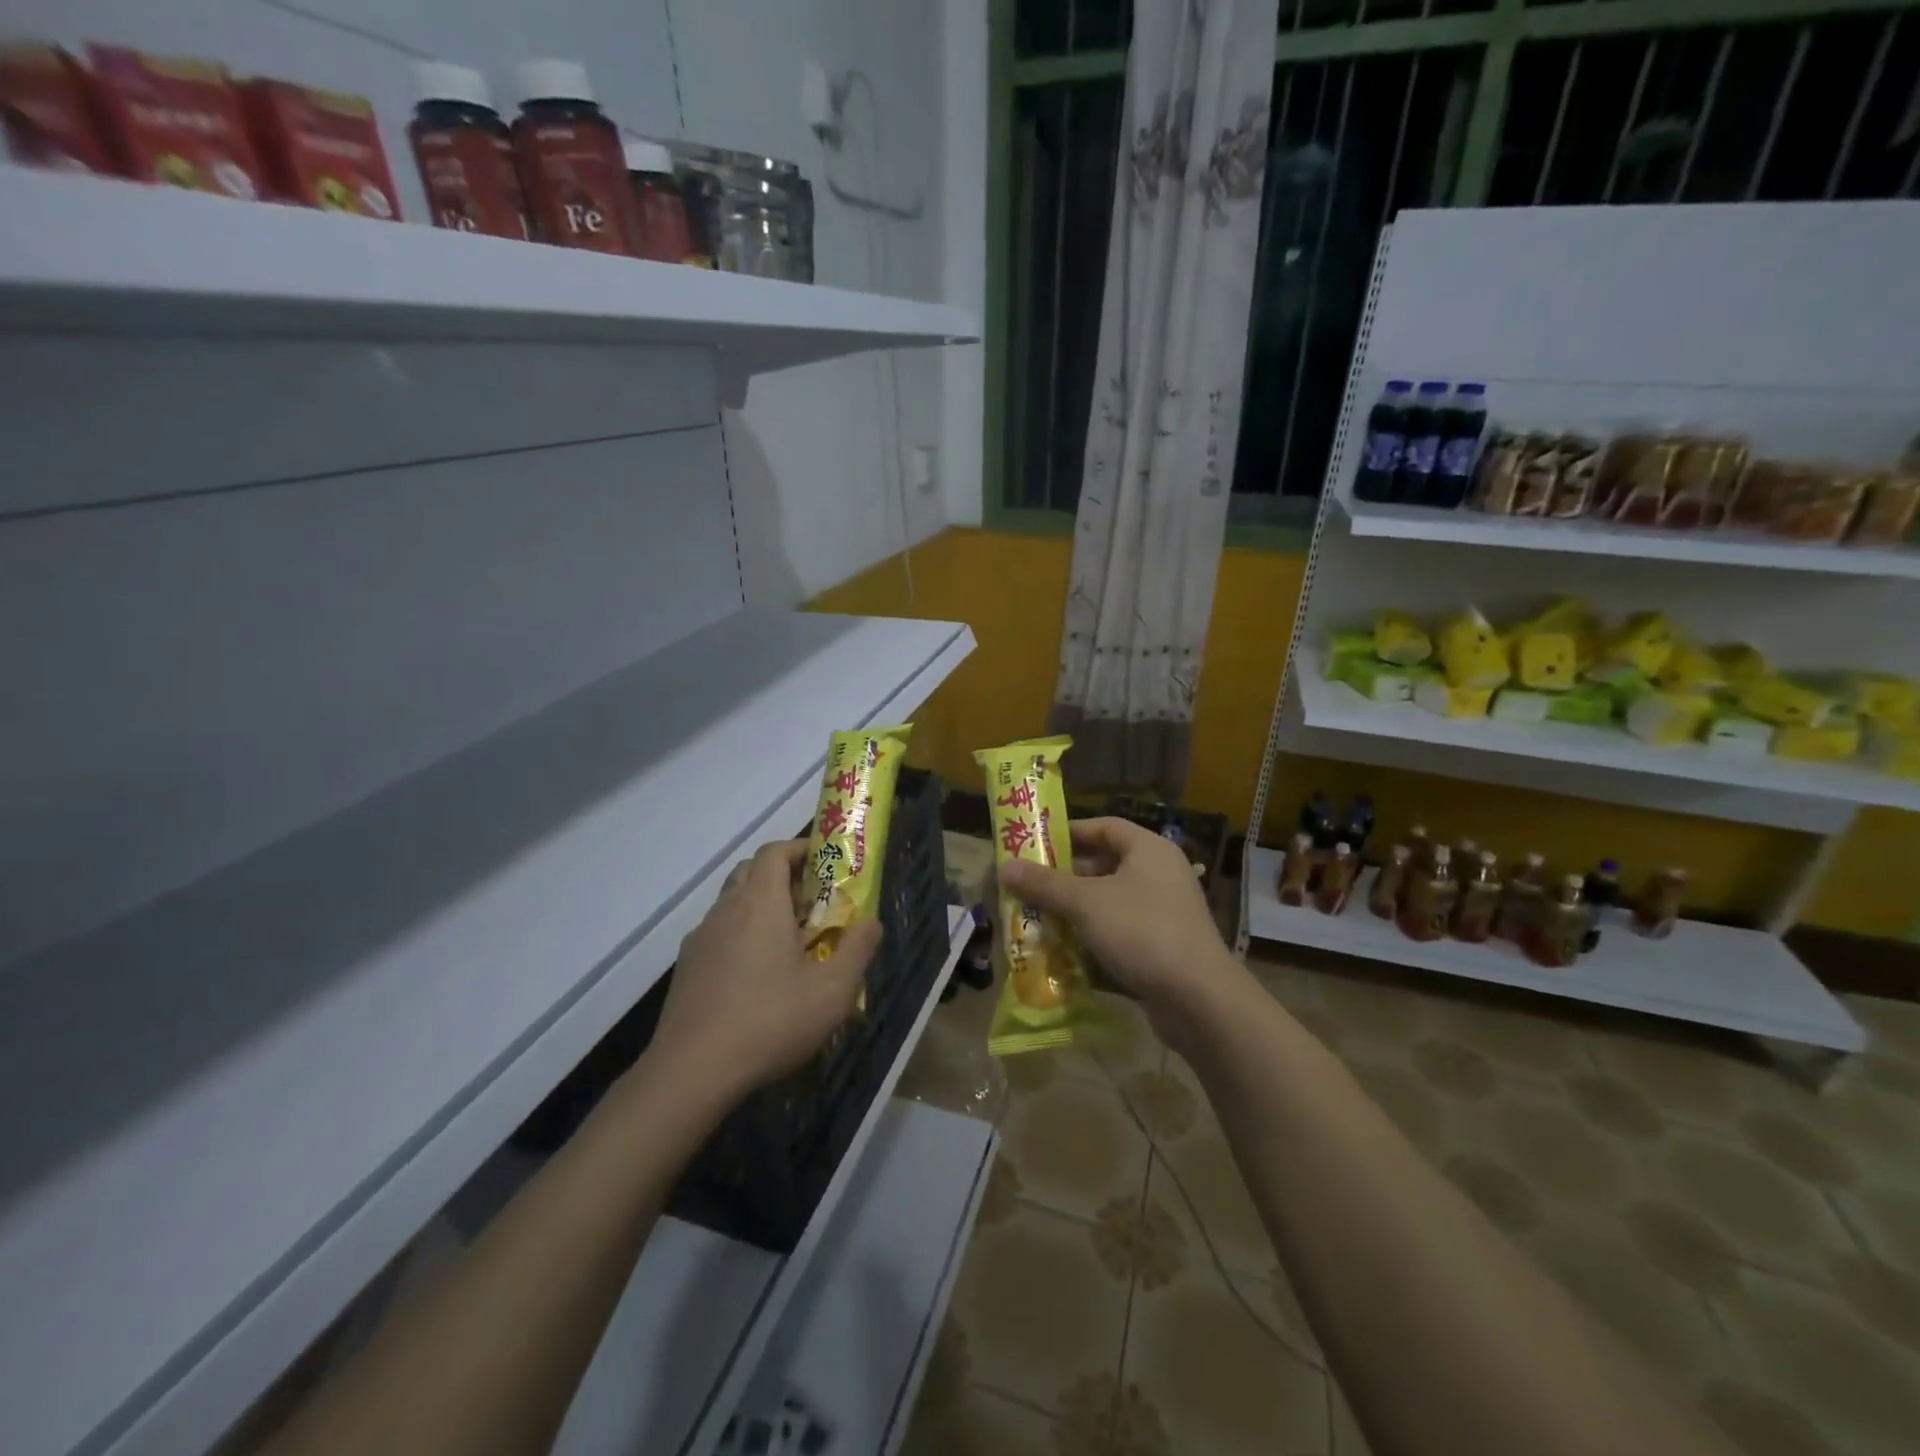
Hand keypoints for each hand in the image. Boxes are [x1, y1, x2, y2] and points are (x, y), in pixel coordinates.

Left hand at [652, 839, 880, 1100]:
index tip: (824, 862)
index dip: (799, 848)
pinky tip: (755, 974)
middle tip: (811, 900)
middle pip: (750, 871)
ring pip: (731, 902)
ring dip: (759, 906)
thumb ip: (857, 950)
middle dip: (781, 875)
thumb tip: (872, 922)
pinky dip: (739, 935)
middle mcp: (726, 909)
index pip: (774, 851)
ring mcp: (700, 938)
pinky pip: (717, 933)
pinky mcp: (686, 967)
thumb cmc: (770, 1021)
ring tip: (787, 939)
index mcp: (761, 902)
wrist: (691, 1071)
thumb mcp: (832, 991)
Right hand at [1000, 816, 1248, 1046]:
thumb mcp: (1086, 903)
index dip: (1069, 832)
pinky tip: (1062, 950)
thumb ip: (1045, 884)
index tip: (1035, 844)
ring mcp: (1163, 912)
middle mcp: (1159, 874)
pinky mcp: (1162, 945)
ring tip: (1035, 917)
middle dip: (1064, 878)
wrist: (1199, 999)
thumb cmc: (1141, 932)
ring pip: (1108, 902)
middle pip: (1104, 865)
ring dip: (1074, 910)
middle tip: (1027, 886)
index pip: (1104, 826)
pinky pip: (1119, 932)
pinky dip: (1092, 937)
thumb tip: (1004, 866)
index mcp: (1148, 850)